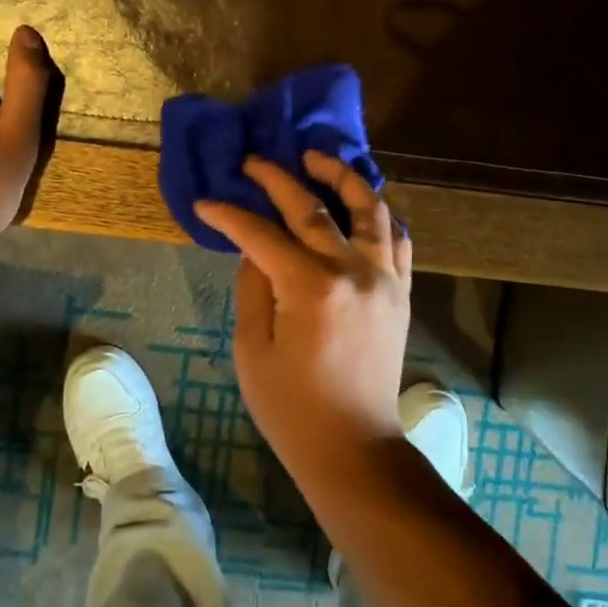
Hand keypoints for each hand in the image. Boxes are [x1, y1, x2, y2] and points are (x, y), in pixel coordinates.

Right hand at [195, 152, 412, 480]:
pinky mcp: (401, 291)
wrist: (354, 446)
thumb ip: (253, 286)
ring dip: (341, 176)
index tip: (206, 202)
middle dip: (277, 178)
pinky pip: (397, 238)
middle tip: (253, 162)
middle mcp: (353, 270)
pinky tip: (361, 205)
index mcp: (309, 287)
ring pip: (370, 207)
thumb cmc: (292, 407)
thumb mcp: (252, 349)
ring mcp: (384, 278)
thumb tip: (255, 246)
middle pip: (313, 207)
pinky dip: (379, 214)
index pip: (262, 234)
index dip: (230, 215)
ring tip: (316, 160)